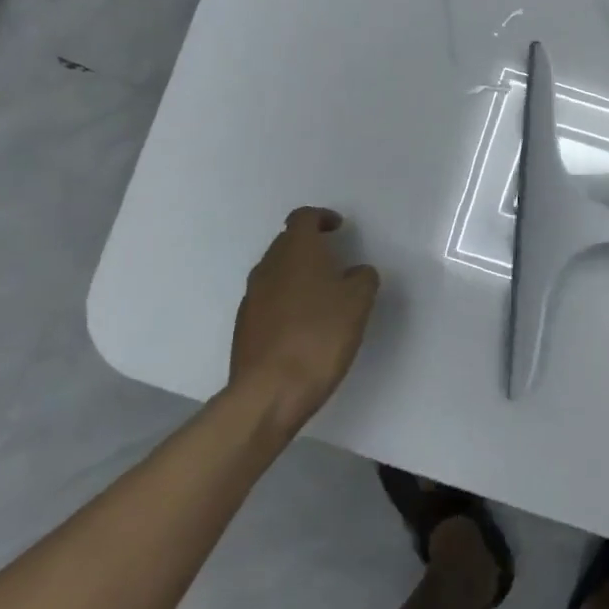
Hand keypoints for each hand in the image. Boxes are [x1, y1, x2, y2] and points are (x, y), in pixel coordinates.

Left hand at [230, 208, 380, 425]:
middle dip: (310, 247)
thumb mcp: (358, 302)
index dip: (322, 218)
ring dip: (298, 275)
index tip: (338, 228)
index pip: (303, 218)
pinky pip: (269, 299)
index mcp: (296, 251)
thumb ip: (363, 278)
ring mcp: (252, 296)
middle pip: (287, 243)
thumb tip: (356, 272)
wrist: (270, 391)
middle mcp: (268, 266)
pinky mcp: (245, 325)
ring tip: (323, 295)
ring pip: (277, 272)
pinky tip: (305, 324)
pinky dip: (287, 301)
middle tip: (336, 261)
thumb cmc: (320, 336)